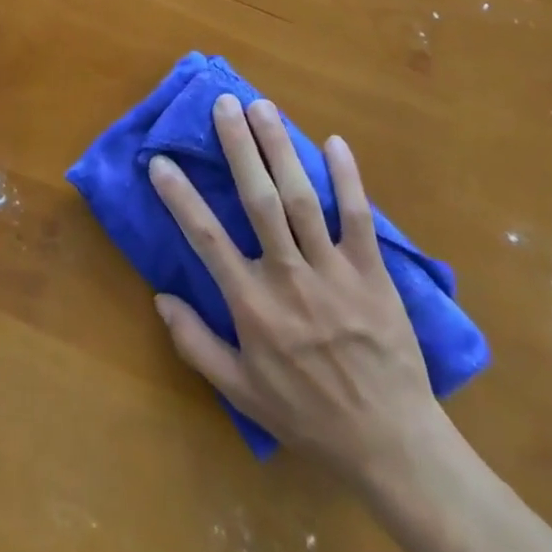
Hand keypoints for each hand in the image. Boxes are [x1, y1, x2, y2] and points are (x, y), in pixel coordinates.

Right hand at [148, 97, 441, 489]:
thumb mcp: (241, 392)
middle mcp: (288, 279)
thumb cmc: (309, 416)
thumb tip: (159, 296)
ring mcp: (333, 274)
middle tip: (224, 104)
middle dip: (239, 148)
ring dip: (280, 149)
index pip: (206, 238)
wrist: (392, 447)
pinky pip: (358, 219)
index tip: (160, 160)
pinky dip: (348, 179)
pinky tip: (334, 142)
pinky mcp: (372, 275)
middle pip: (259, 201)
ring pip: (302, 199)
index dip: (180, 197)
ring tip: (263, 107)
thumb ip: (196, 344)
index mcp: (252, 306)